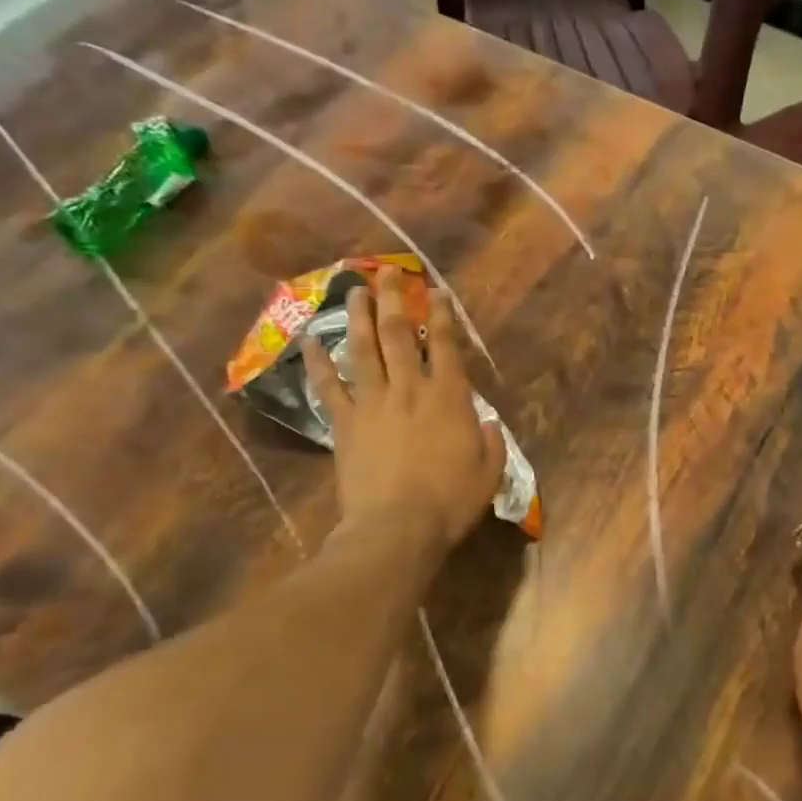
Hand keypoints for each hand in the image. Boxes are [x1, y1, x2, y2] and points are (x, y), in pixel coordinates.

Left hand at [302, 265, 505, 553]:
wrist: (396, 528)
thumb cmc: (449, 502)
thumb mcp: (489, 472)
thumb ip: (491, 441)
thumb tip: (485, 422)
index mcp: (449, 397)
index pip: (445, 344)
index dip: (441, 314)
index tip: (435, 291)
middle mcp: (410, 388)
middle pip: (399, 334)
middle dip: (394, 299)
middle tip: (387, 271)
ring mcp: (373, 402)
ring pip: (364, 349)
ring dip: (359, 316)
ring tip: (355, 289)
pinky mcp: (344, 423)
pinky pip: (329, 386)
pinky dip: (319, 362)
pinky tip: (310, 340)